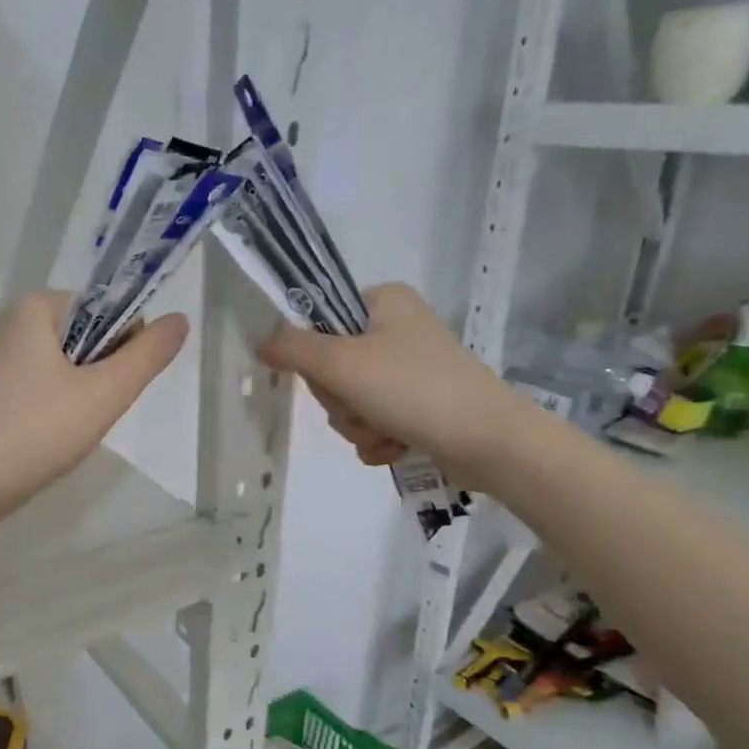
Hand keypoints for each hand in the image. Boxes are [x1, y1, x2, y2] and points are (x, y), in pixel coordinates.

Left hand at [0, 291, 187, 525]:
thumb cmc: (39, 431)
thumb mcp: (105, 393)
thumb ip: (148, 355)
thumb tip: (181, 319)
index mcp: (35, 307)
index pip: (106, 310)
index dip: (123, 348)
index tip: (109, 388)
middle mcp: (12, 323)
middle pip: (87, 339)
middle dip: (100, 376)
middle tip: (88, 413)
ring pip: (67, 368)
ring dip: (82, 396)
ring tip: (67, 430)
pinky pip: (43, 388)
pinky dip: (56, 410)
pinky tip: (49, 438)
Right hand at [258, 283, 544, 489]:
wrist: (488, 442)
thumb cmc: (414, 389)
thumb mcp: (343, 364)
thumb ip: (294, 348)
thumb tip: (261, 342)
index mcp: (383, 302)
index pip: (320, 319)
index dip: (314, 354)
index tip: (329, 373)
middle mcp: (396, 329)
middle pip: (331, 367)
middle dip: (341, 400)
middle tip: (363, 405)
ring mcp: (407, 369)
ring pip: (348, 400)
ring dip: (357, 424)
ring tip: (386, 430)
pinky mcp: (417, 405)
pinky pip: (371, 422)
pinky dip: (376, 439)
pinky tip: (395, 446)